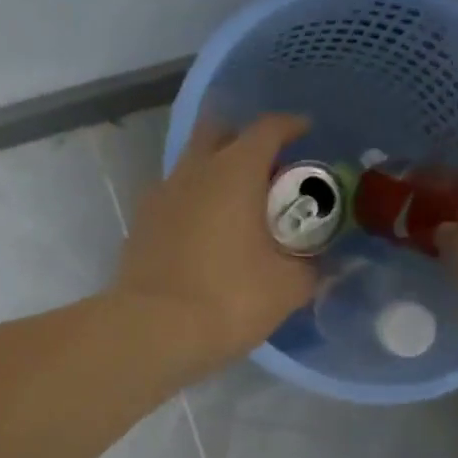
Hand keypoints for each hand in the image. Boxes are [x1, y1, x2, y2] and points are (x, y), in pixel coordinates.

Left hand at [113, 113, 317, 375]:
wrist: (153, 331)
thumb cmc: (228, 299)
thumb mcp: (287, 288)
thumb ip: (310, 267)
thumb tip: (318, 262)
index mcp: (234, 171)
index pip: (267, 128)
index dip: (291, 126)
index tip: (306, 133)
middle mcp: (192, 171)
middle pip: (217, 133)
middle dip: (242, 141)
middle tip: (265, 172)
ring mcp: (159, 197)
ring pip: (190, 167)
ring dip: (214, 175)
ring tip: (236, 211)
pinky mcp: (139, 226)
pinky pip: (172, 200)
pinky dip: (192, 206)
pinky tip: (204, 238)